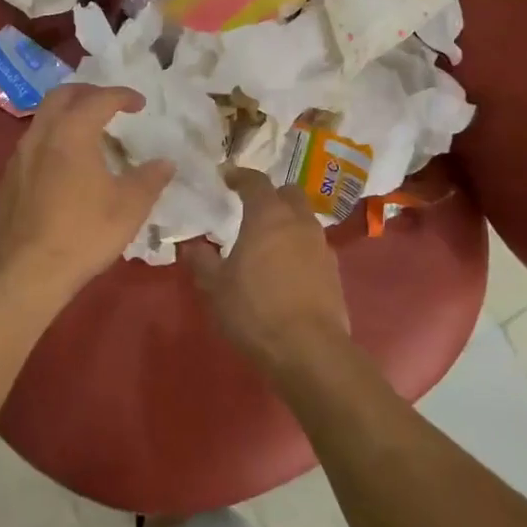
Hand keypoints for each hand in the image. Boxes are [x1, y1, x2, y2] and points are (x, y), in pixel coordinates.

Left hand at [0, 83, 173, 301]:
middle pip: (61, 96)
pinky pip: (32, 147)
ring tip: (88, 134)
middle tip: (109, 104)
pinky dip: (52, 142)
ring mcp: (18, 158)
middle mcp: (40, 135)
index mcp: (71, 133)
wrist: (26, 273)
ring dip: (66, 117)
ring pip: (42, 120)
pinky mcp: (7, 181)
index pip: (99, 99)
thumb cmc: (83, 234)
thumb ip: (150, 179)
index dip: (122, 96)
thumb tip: (165, 163)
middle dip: (88, 93)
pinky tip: (64, 168)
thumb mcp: (129, 207)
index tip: (139, 103)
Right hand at [187, 169, 351, 368]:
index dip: (239, 176)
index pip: (255, 182)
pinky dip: (298, 248)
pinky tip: (284, 270)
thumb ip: (202, 261)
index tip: (226, 177)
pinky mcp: (334, 272)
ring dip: (287, 223)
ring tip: (266, 242)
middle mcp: (299, 223)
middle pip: (289, 193)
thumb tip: (192, 246)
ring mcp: (322, 246)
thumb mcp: (215, 287)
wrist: (309, 350)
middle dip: (271, 195)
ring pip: (304, 220)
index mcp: (268, 216)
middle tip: (251, 208)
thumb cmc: (255, 310)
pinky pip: (313, 247)